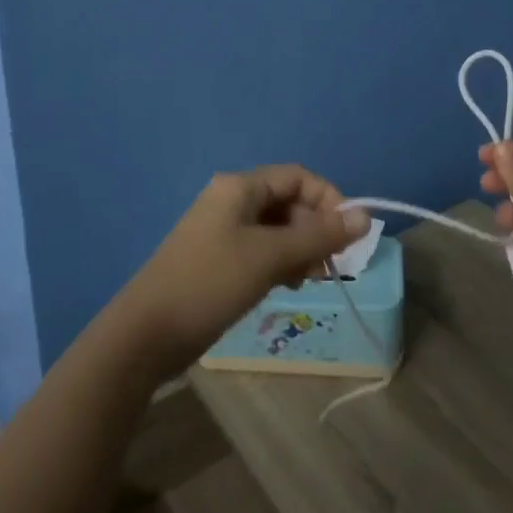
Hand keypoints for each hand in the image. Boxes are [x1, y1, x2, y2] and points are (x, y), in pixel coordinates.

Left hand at [113, 165, 369, 377]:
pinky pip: (262, 250)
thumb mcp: (270, 256)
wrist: (146, 335)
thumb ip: (319, 236)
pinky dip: (281, 262)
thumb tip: (366, 216)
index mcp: (240, 187)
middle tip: (329, 266)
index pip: (298, 177)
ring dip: (301, 249)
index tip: (348, 235)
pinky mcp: (218, 260)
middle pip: (289, 202)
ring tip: (310, 279)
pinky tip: (289, 285)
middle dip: (315, 230)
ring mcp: (223, 231)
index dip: (329, 200)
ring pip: (278, 229)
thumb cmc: (210, 283)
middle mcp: (231, 201)